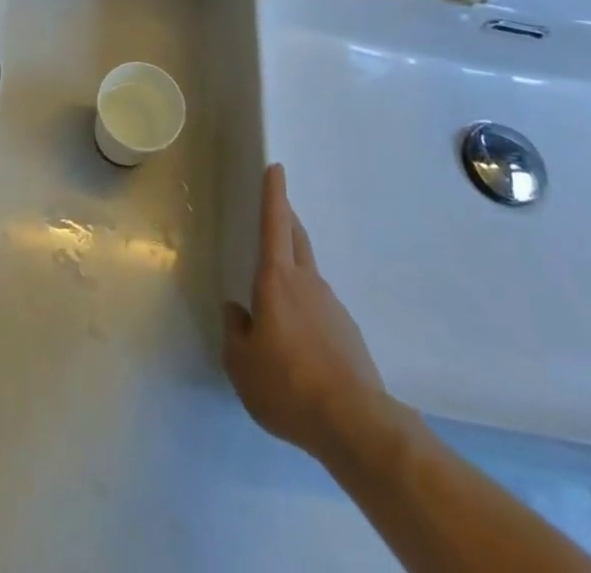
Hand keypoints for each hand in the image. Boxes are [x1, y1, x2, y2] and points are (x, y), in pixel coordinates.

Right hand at [223, 164, 408, 475]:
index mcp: (276, 279)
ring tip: (277, 294)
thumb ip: (235, 331)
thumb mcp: (241, 364)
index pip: (274, 224)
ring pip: (308, 273)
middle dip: (287, 218)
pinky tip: (300, 341)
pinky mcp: (348, 333)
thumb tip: (237, 311)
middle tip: (277, 208)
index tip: (277, 167)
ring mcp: (332, 306)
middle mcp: (306, 282)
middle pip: (297, 238)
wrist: (355, 424)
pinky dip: (306, 308)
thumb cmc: (288, 384)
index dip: (274, 194)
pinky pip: (320, 308)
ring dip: (294, 268)